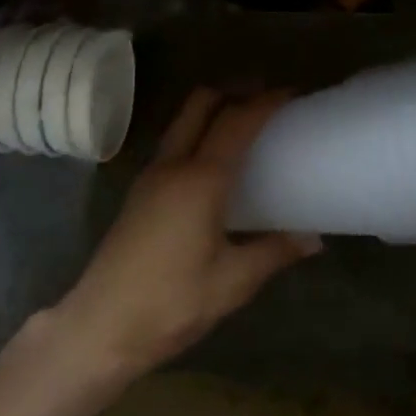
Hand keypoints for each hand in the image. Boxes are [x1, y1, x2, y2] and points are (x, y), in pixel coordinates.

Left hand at [47, 88, 319, 385]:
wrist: (101, 325)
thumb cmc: (171, 303)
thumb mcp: (232, 283)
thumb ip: (273, 253)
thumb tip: (314, 239)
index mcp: (200, 179)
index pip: (236, 122)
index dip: (264, 102)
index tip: (291, 94)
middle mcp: (173, 164)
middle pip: (201, 103)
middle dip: (233, 90)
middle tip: (264, 98)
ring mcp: (151, 174)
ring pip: (183, 119)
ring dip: (212, 109)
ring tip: (242, 124)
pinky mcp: (140, 190)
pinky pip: (174, 142)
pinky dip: (197, 132)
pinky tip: (213, 161)